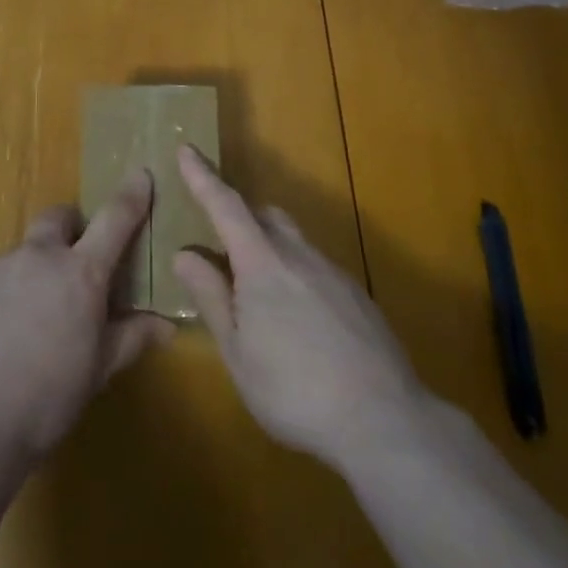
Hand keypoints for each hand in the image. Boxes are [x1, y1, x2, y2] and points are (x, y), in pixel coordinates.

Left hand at [0, 170, 173, 463]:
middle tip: (70, 262)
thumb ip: (131, 338)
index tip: (140, 175)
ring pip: (18, 254)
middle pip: (57, 218)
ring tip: (20, 323)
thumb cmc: (45, 401)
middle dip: (68, 228)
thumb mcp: (96, 372)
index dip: (131, 196)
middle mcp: (38, 256)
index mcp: (81, 273)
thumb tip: (167, 326)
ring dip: (27, 273)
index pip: (115, 220)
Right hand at [171, 146, 427, 469]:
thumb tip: (184, 253)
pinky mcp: (355, 293)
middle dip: (238, 216)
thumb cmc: (294, 389)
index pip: (225, 206)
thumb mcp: (238, 352)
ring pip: (291, 240)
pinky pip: (314, 266)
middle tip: (218, 243)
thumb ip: (211, 297)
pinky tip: (297, 320)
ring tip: (256, 292)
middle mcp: (298, 254)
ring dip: (267, 246)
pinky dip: (294, 273)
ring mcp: (332, 271)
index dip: (202, 177)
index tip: (187, 149)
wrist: (383, 418)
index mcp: (262, 263)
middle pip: (263, 215)